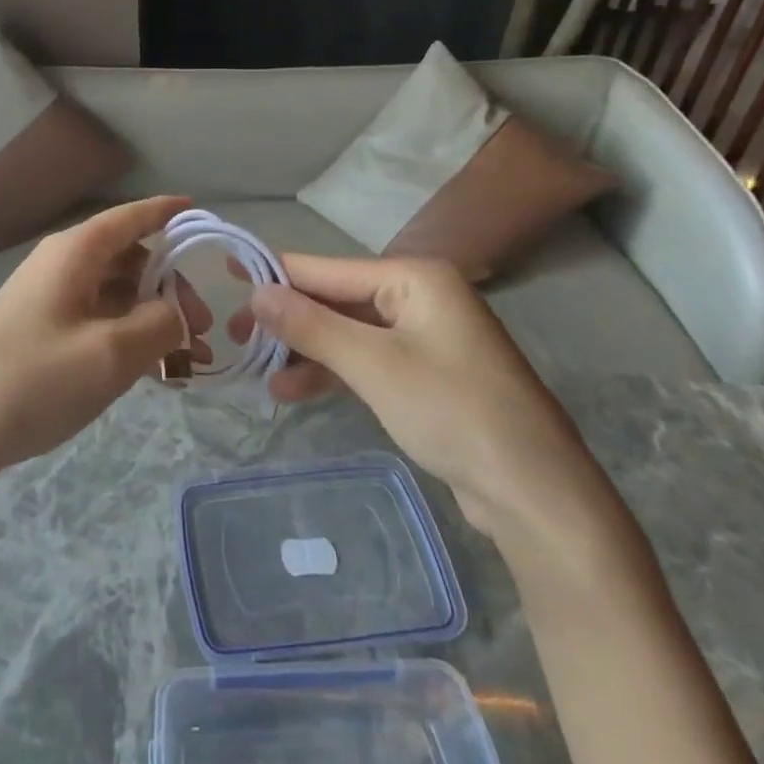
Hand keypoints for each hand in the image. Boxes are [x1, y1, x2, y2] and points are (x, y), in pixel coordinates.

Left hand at [0, 197, 209, 501]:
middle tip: (203, 330)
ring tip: (185, 363)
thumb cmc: (32, 381)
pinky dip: (125, 338)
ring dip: (151, 319)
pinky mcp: (38, 333)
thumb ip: (159, 325)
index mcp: (74, 252)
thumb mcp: (110, 354)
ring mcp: (46, 300)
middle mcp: (60, 266)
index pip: (131, 216)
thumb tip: (178, 311)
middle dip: (170, 287)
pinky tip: (149, 374)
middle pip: (128, 259)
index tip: (201, 214)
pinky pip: (94, 322)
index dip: (167, 213)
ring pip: (113, 294)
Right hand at [232, 254, 599, 536]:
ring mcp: (424, 335)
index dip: (275, 273)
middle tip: (235, 337)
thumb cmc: (454, 413)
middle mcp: (419, 295)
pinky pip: (366, 359)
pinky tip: (292, 389)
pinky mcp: (425, 373)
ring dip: (305, 350)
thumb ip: (311, 324)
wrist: (536, 495)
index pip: (327, 268)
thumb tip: (255, 291)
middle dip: (287, 319)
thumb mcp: (373, 366)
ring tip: (258, 372)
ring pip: (347, 332)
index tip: (226, 274)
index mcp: (414, 277)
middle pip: (336, 299)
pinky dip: (331, 371)